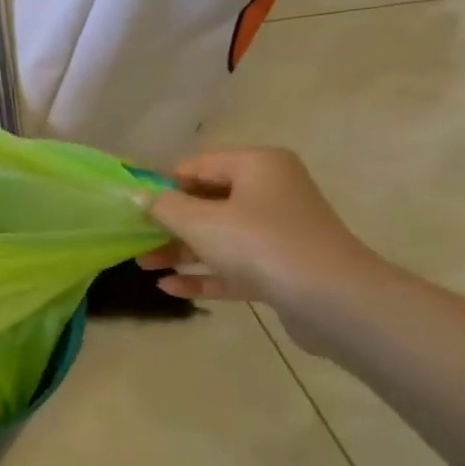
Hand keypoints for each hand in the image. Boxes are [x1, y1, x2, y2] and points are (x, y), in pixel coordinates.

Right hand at [138, 150, 382, 324]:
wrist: (332, 299)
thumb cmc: (259, 243)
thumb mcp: (199, 221)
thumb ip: (163, 206)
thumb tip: (137, 195)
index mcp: (257, 166)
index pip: (197, 166)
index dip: (162, 186)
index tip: (133, 209)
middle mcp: (271, 192)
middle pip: (206, 202)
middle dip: (168, 223)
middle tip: (134, 240)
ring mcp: (279, 232)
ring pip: (218, 237)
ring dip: (179, 250)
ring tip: (143, 265)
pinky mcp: (281, 269)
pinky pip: (233, 266)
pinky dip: (203, 274)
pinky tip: (169, 288)